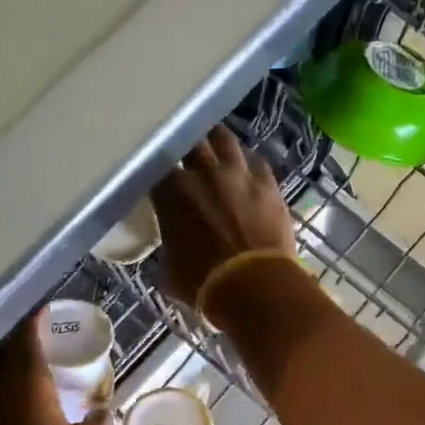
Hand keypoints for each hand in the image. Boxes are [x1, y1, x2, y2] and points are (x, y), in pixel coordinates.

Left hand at [0, 313, 108, 424]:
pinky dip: (7, 389)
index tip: (48, 311)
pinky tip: (24, 404)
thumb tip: (102, 410)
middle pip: (6, 351)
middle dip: (23, 339)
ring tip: (37, 367)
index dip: (36, 320)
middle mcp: (0, 389)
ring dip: (13, 364)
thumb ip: (98, 422)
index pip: (27, 337)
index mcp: (28, 383)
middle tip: (46, 338)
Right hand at [151, 125, 298, 309]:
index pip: (156, 168)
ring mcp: (237, 173)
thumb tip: (170, 246)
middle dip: (186, 146)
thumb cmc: (204, 283)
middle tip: (187, 154)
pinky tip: (248, 168)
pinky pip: (256, 161)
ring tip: (215, 144)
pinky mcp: (267, 182)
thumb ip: (169, 246)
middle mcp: (202, 173)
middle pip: (190, 142)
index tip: (159, 179)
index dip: (158, 172)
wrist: (254, 285)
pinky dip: (249, 162)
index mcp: (171, 193)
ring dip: (217, 140)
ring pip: (224, 139)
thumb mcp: (170, 269)